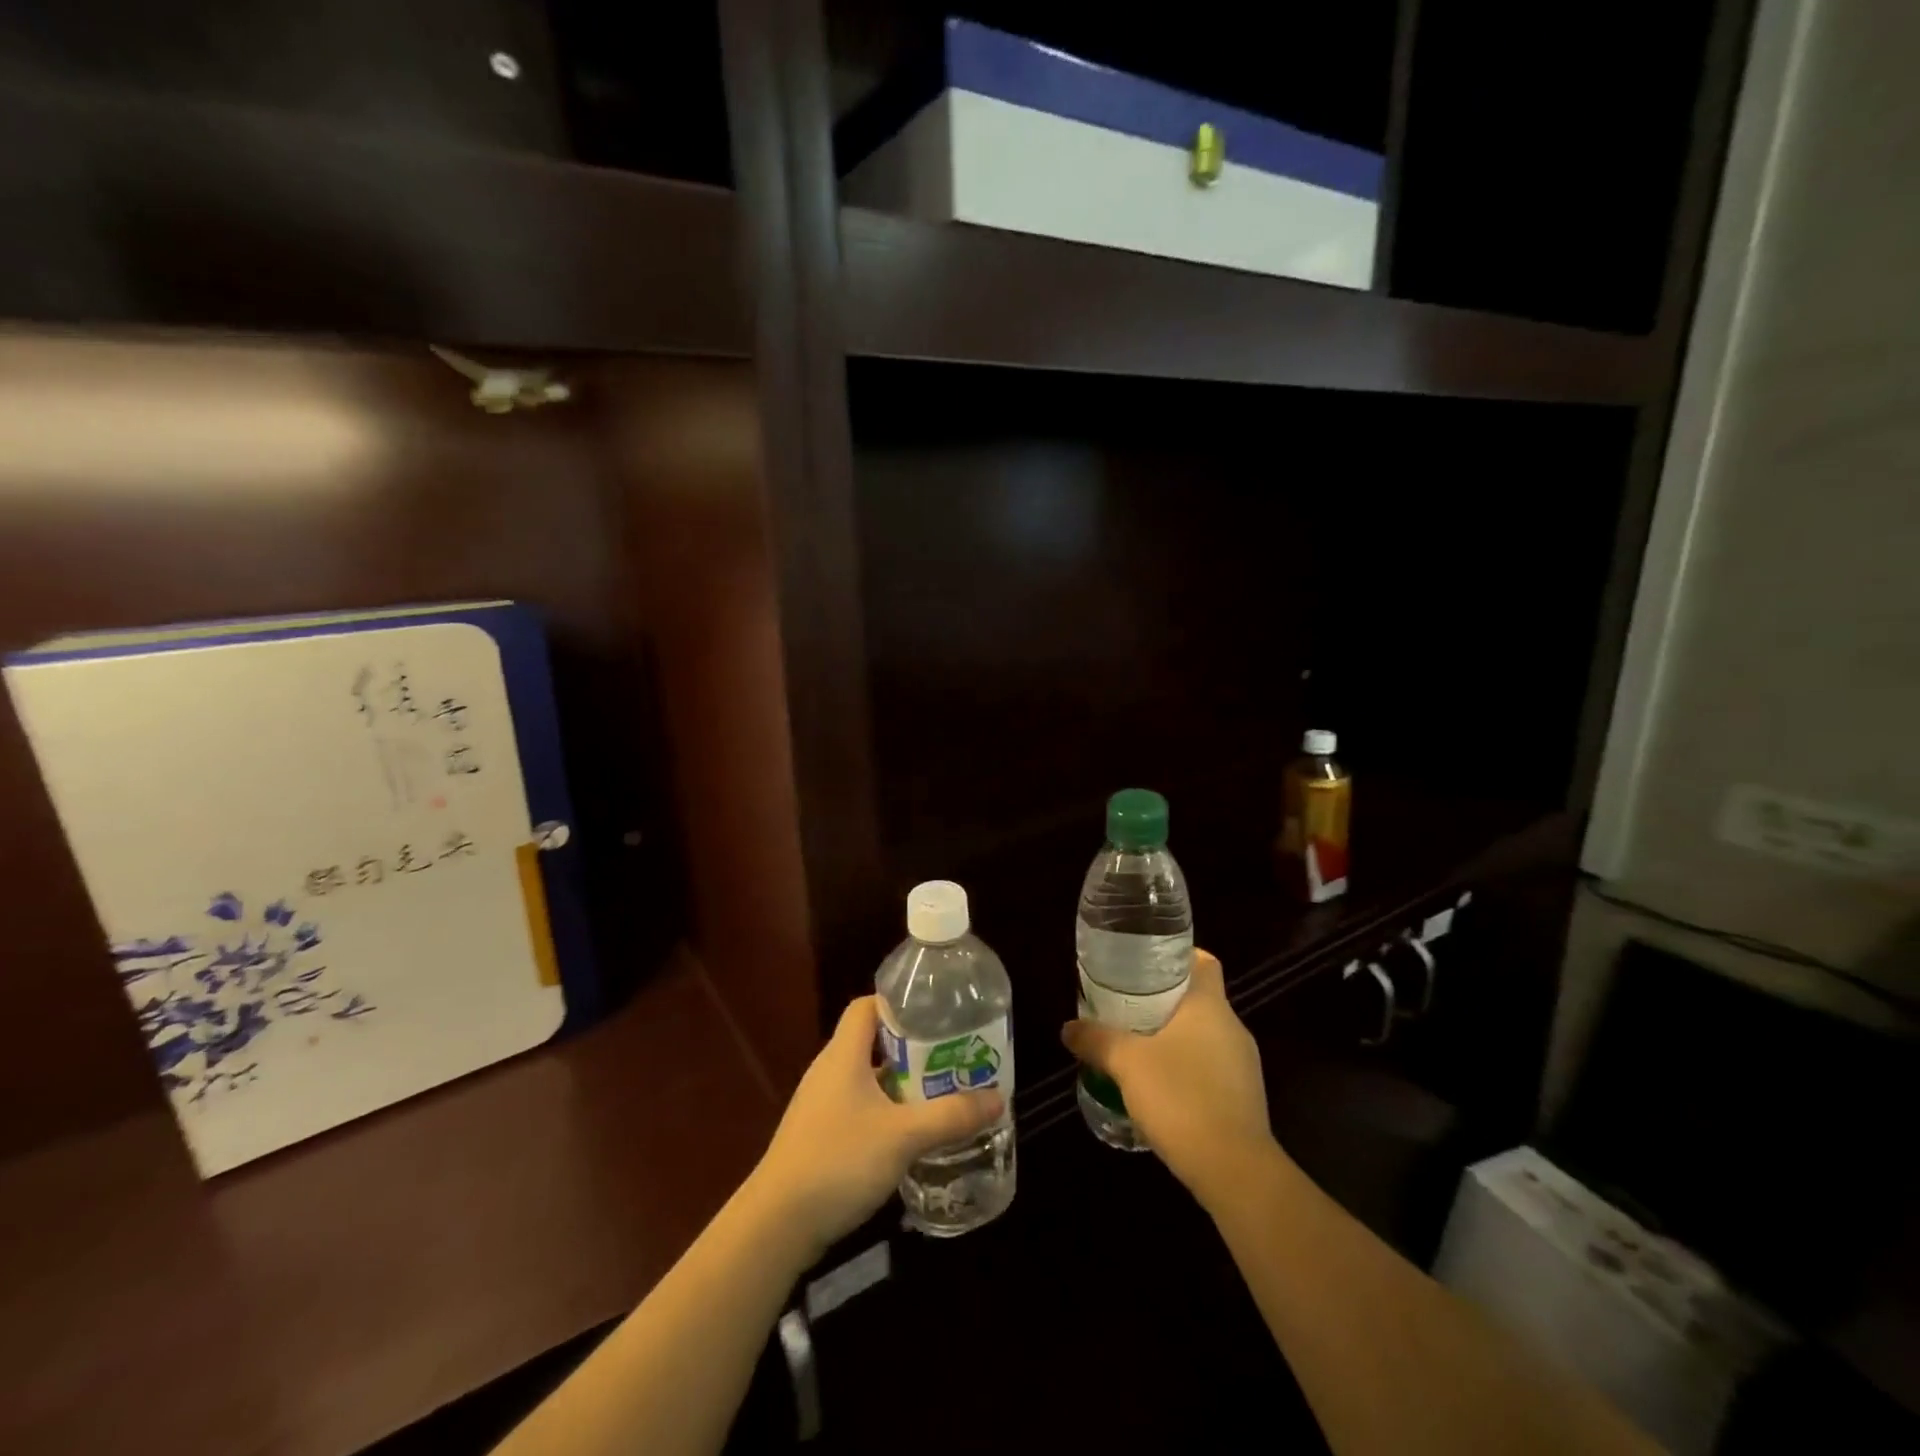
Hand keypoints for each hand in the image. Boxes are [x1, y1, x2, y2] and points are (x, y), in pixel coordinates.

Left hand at [750, 996, 1003, 1258]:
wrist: (777, 1224)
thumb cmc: (839, 1161)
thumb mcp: (903, 1136)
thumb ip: (950, 1116)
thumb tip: (997, 1098)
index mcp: (843, 1054)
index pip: (866, 1006)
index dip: (898, 1003)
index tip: (935, 1013)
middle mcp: (829, 1071)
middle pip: (872, 1042)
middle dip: (912, 1047)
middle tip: (951, 1056)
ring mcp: (821, 1105)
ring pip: (867, 1078)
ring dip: (901, 1083)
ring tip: (940, 1093)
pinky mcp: (819, 1136)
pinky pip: (859, 1108)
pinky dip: (885, 1112)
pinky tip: (909, 1135)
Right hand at [1061, 949, 1274, 1204]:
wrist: (1235, 1171)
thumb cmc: (1181, 1097)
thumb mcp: (1127, 1063)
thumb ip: (1096, 1040)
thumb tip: (1068, 1028)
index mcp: (1210, 1006)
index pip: (1203, 962)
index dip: (1178, 956)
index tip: (1145, 962)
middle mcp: (1233, 1028)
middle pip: (1198, 999)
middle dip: (1164, 1000)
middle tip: (1126, 1004)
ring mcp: (1243, 1066)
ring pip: (1204, 1036)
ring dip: (1174, 1038)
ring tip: (1136, 1046)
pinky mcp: (1244, 1100)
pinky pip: (1211, 1069)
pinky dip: (1186, 1069)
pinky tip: (1159, 1087)